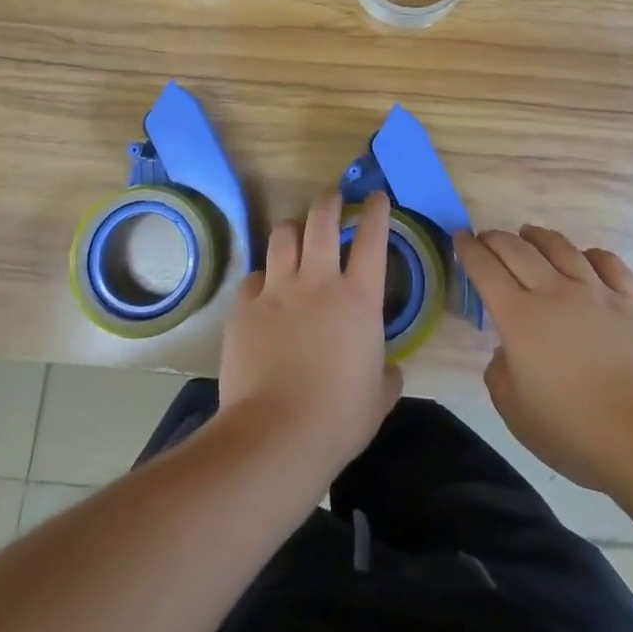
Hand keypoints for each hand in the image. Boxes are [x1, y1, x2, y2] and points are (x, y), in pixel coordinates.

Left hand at [218, 191, 402, 487]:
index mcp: (358, 299)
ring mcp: (277, 290)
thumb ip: (385, 375)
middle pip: (321, 220)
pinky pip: (254, 277)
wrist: (276, 434)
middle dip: (329, 201)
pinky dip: (263, 279)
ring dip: (293, 229)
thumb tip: (388, 370)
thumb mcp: (378, 399)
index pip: (372, 239)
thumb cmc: (339, 419)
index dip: (376, 212)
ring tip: (295, 233)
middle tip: (333, 197)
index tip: (376, 197)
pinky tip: (264, 292)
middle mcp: (318, 282)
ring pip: (283, 236)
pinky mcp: (245, 306)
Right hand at [455, 225, 632, 493]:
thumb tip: (506, 352)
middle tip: (486, 237)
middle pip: (518, 249)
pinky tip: (585, 257)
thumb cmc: (578, 433)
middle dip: (496, 238)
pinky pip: (608, 263)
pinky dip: (590, 253)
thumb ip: (500, 374)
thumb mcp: (516, 414)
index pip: (485, 269)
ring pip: (561, 247)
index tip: (460, 238)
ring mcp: (597, 292)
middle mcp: (554, 292)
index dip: (469, 249)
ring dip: (538, 236)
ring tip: (528, 233)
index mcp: (519, 317)